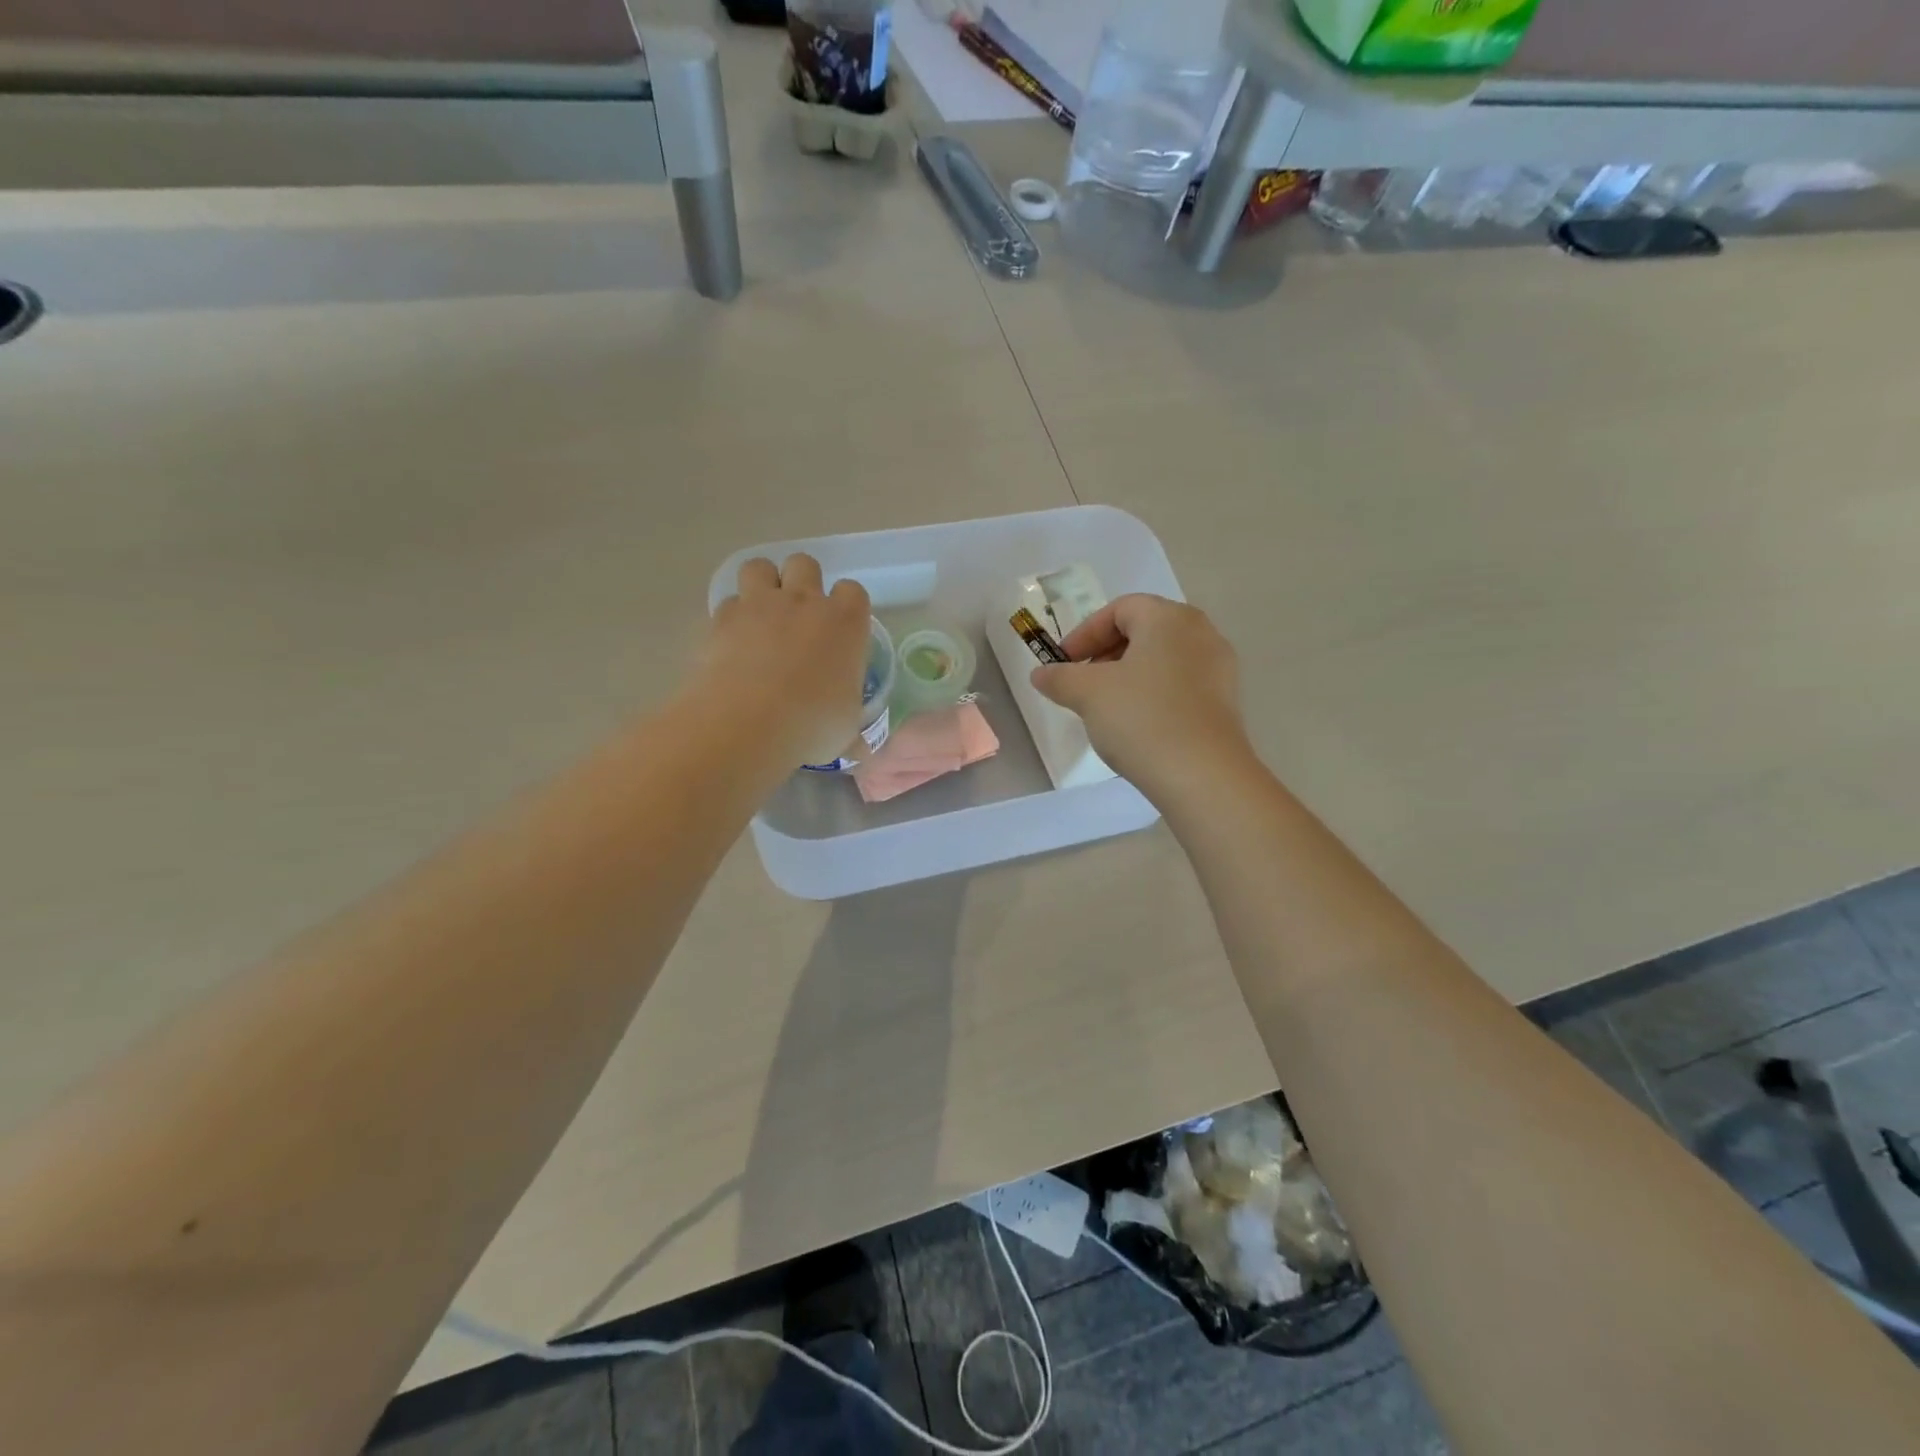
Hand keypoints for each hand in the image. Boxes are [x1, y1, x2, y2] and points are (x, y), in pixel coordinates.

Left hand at [698, 555, 872, 766]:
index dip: (847, 607)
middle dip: (802, 582)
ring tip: (761, 615)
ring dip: (762, 584)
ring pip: (760, 566)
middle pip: (805, 564)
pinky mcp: (722, 617)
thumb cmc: (811, 724)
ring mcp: (760, 604)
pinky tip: (732, 641)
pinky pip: (728, 602)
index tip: (841, 631)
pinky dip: (731, 617)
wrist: (747, 722)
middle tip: (799, 617)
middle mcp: (805, 601)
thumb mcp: (844, 731)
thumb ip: (852, 731)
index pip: (853, 592)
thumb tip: (860, 750)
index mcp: (846, 622)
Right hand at [1029, 595, 1250, 799]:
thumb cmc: (1142, 719)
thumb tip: (1040, 674)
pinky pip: (1180, 684)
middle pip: (1144, 631)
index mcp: (1169, 618)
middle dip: (1106, 653)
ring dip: (1128, 675)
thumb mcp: (1088, 694)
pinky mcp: (1225, 702)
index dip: (1084, 633)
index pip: (1120, 609)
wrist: (1203, 776)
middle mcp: (1201, 633)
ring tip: (1105, 706)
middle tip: (1081, 682)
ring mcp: (1219, 668)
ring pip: (1162, 659)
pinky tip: (1137, 725)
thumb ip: (1060, 677)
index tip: (1063, 663)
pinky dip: (1153, 694)